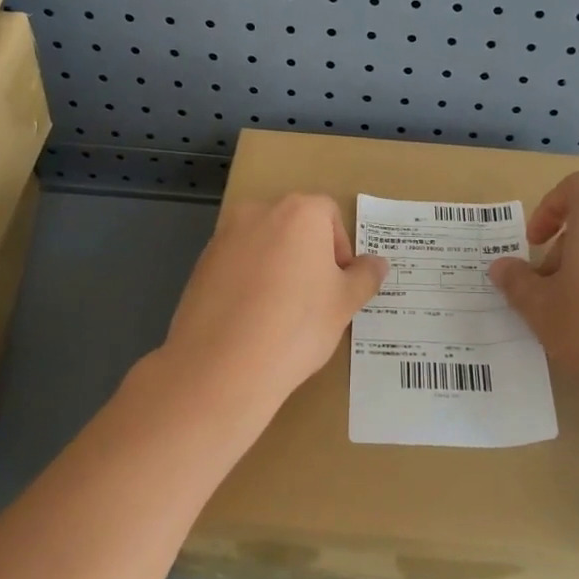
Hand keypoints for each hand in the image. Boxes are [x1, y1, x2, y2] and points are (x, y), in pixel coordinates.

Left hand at [156, 194, 386, 416]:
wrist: (222, 365)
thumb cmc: (297, 325)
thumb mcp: (344, 303)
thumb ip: (365, 276)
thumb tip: (378, 263)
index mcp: (299, 212)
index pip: (329, 213)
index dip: (340, 248)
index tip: (339, 284)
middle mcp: (259, 212)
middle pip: (294, 224)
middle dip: (308, 253)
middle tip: (315, 297)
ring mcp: (224, 236)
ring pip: (263, 244)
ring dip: (277, 265)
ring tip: (281, 311)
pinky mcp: (201, 263)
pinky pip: (236, 263)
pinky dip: (249, 280)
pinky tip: (252, 318)